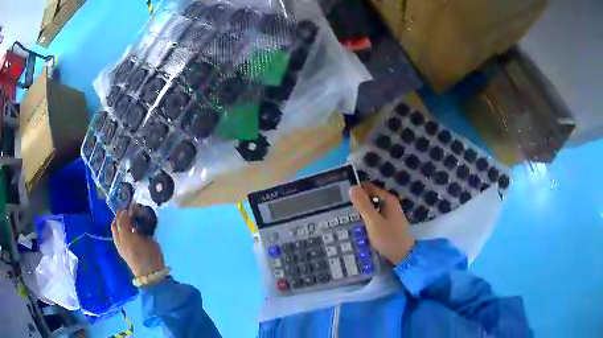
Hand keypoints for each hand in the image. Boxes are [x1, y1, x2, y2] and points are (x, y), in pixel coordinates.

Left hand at [111, 205, 165, 280]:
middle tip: (135, 207)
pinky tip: (147, 219)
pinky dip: (144, 222)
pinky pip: (144, 227)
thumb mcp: (126, 238)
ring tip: (141, 211)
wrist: (152, 269)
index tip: (126, 205)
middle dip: (128, 213)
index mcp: (119, 238)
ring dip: (137, 216)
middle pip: (125, 221)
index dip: (119, 213)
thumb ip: (123, 223)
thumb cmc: (137, 254)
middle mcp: (126, 237)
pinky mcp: (147, 240)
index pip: (116, 221)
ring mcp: (137, 239)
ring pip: (135, 223)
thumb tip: (124, 211)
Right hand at [349, 183, 414, 264]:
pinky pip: (374, 217)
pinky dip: (366, 219)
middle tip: (339, 208)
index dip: (356, 191)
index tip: (341, 197)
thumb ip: (363, 205)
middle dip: (358, 202)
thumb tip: (352, 187)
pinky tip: (357, 226)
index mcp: (388, 200)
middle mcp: (390, 204)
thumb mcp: (374, 221)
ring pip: (372, 208)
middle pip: (370, 198)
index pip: (369, 188)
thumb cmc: (389, 238)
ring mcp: (390, 215)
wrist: (404, 256)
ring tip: (344, 217)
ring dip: (361, 212)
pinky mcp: (388, 225)